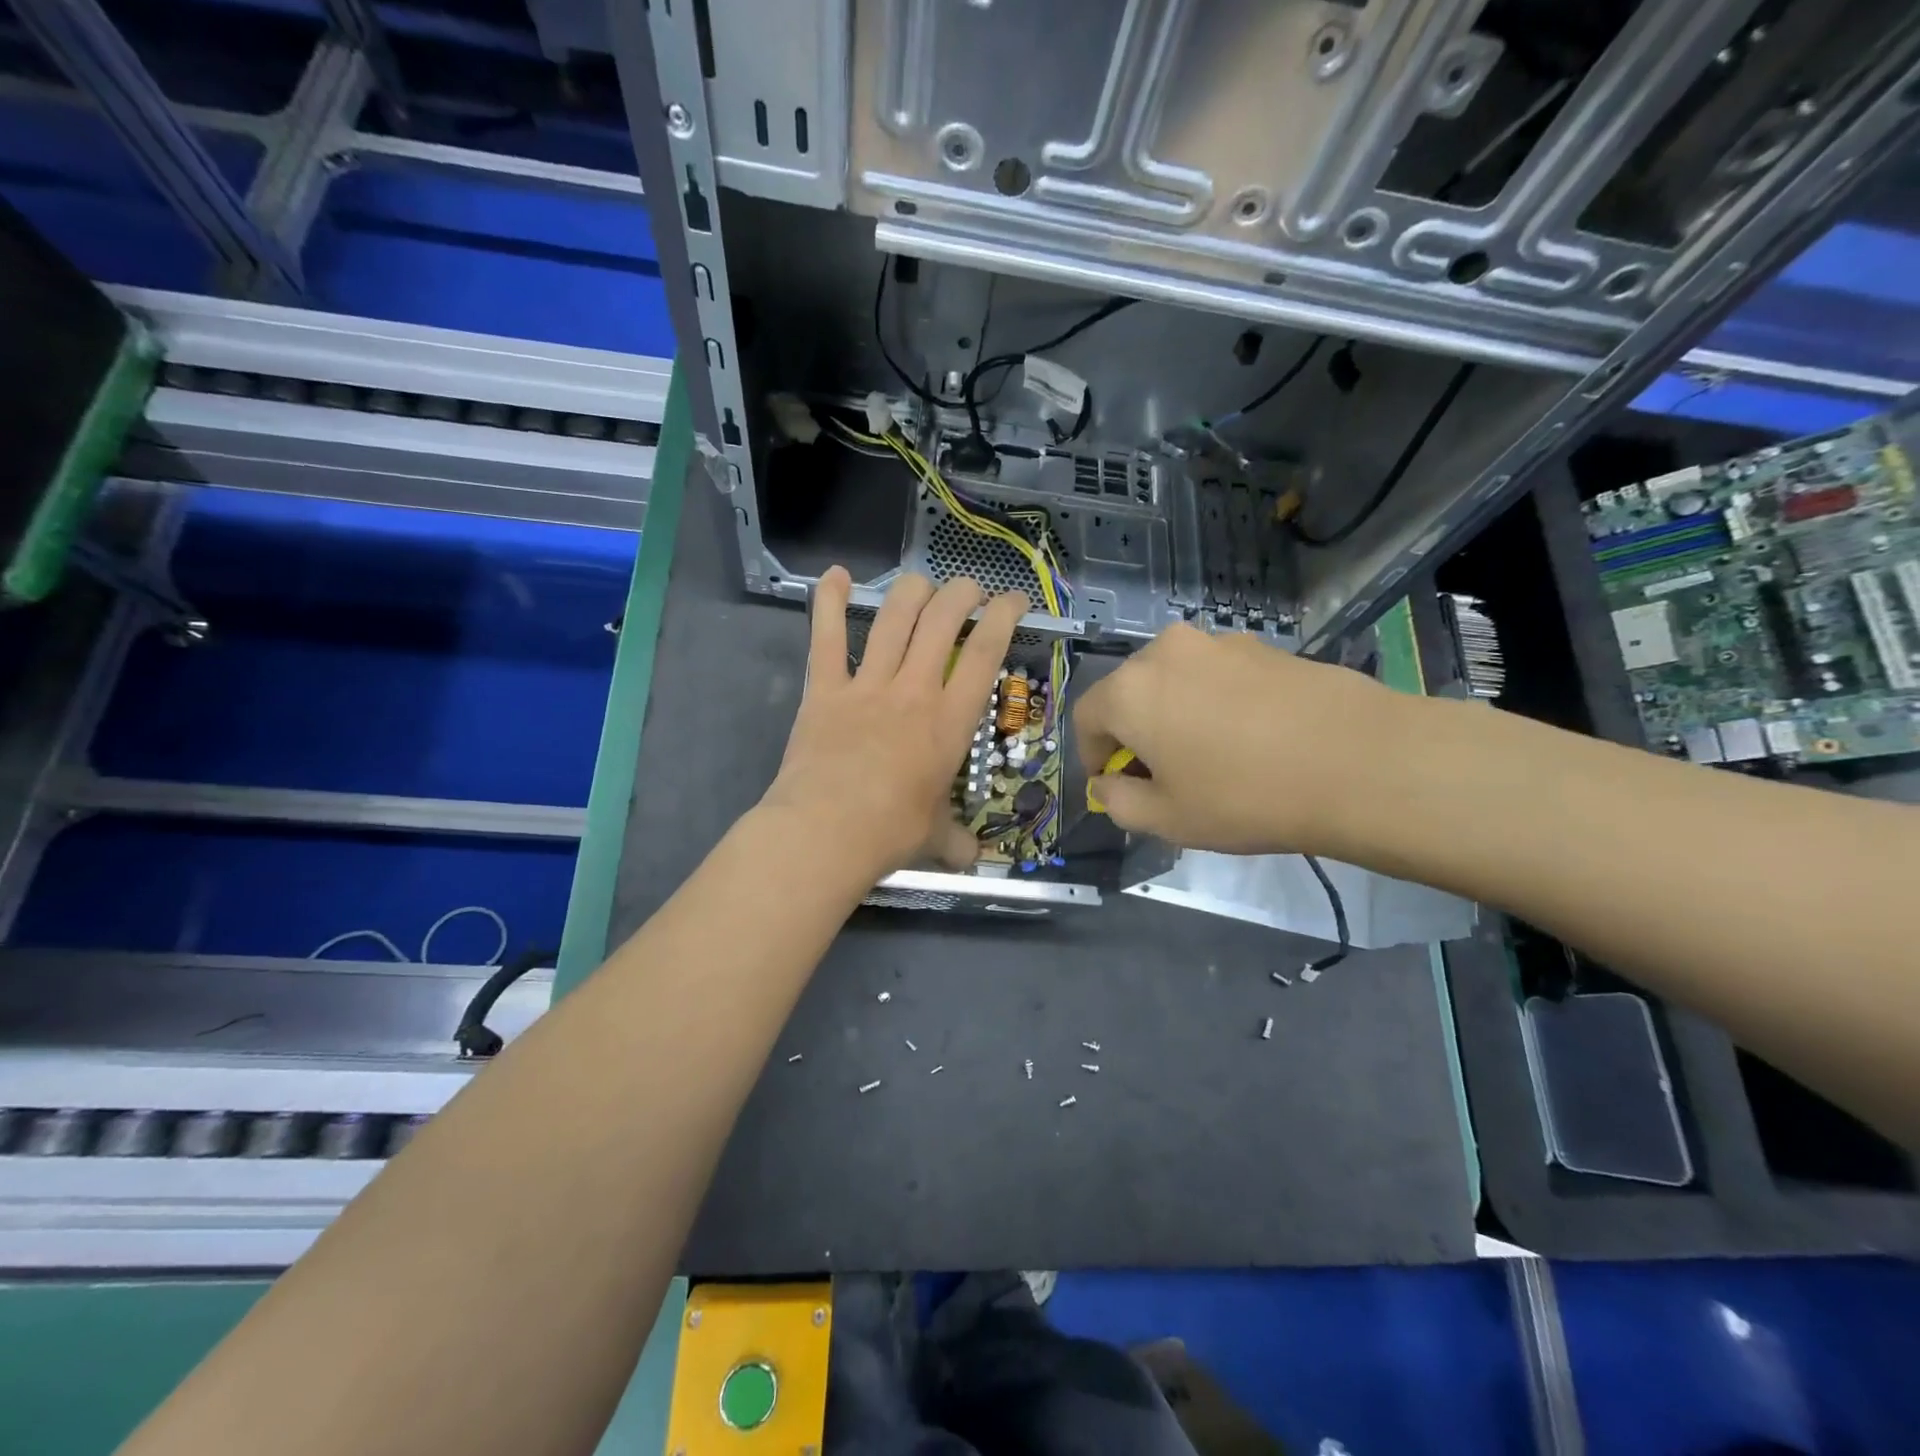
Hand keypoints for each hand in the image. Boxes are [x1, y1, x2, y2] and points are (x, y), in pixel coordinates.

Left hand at [761, 567, 1028, 881]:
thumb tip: (971, 860)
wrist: (824, 833)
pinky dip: (827, 600)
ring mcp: (866, 685)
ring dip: (912, 591)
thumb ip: (956, 841)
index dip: (1004, 616)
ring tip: (922, 584)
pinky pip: (825, 636)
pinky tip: (835, 574)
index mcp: (949, 721)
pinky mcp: (824, 689)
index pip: (986, 653)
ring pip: (893, 617)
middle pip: (942, 620)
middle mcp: (914, 690)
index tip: (1013, 600)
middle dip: (961, 593)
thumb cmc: (890, 833)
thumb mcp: (935, 836)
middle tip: (968, 591)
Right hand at [1072, 622, 1401, 854]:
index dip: (1091, 756)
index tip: (1114, 785)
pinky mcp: (1263, 646)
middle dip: (1133, 733)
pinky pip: (1217, 676)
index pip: (1085, 718)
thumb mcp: (1167, 819)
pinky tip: (1249, 738)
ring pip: (1174, 681)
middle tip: (1160, 774)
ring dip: (1174, 714)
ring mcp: (1218, 643)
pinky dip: (1214, 703)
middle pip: (1129, 693)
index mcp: (1129, 691)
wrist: (1360, 761)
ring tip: (1209, 755)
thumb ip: (1117, 802)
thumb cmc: (1245, 796)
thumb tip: (1107, 784)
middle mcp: (1165, 653)